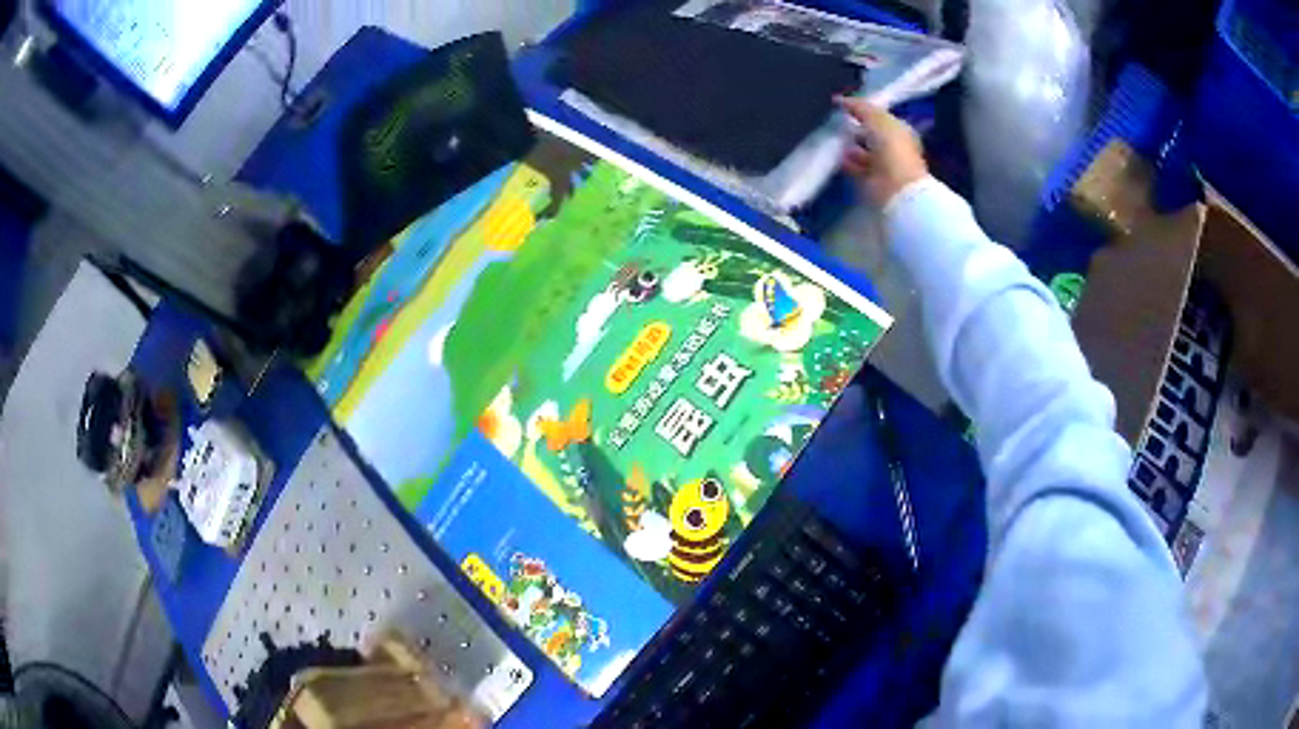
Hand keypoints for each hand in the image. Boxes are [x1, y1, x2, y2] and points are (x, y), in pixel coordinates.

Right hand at [836, 97, 927, 206]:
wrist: (895, 185)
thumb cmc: (892, 147)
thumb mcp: (876, 117)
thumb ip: (859, 106)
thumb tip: (840, 99)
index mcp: (899, 130)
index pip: (879, 117)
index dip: (863, 110)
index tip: (843, 106)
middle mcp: (892, 147)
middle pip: (869, 134)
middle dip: (853, 127)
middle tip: (833, 120)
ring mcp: (881, 165)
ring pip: (860, 151)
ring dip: (846, 145)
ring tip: (829, 136)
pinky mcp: (869, 180)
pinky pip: (853, 167)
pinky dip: (844, 161)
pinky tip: (833, 154)